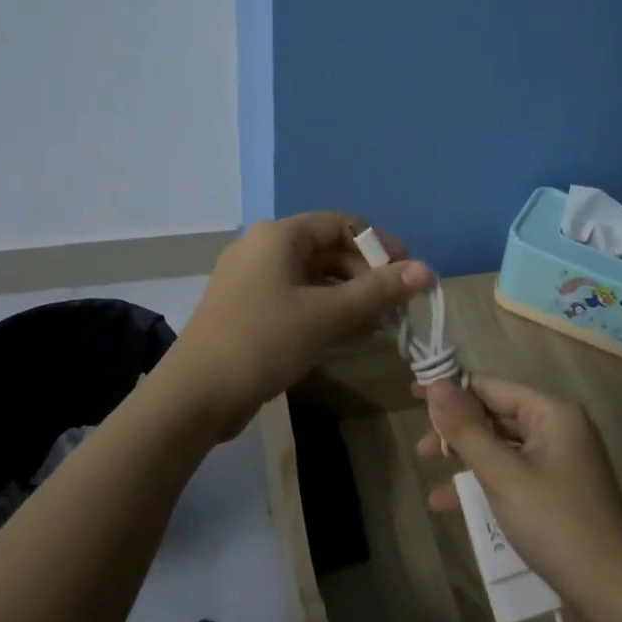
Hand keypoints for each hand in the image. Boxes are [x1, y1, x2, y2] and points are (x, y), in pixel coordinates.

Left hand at [167, 212, 431, 439]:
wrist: (194, 397)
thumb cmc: (263, 342)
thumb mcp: (327, 315)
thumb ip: (378, 291)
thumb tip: (427, 270)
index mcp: (279, 236)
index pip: (342, 224)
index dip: (379, 245)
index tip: (407, 274)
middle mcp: (264, 249)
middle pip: (329, 251)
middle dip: (367, 277)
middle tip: (395, 308)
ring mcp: (253, 282)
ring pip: (315, 280)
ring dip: (351, 299)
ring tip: (381, 326)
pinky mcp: (250, 312)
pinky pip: (299, 301)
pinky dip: (327, 314)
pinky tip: (353, 338)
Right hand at [416, 375, 621, 617]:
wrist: (611, 591)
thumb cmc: (554, 522)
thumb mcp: (502, 474)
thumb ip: (466, 428)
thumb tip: (436, 384)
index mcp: (553, 412)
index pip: (492, 386)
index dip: (452, 389)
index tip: (413, 395)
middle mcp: (560, 428)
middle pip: (497, 415)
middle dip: (457, 430)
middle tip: (422, 449)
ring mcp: (561, 460)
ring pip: (503, 447)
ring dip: (467, 459)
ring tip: (429, 472)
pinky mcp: (559, 491)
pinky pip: (514, 473)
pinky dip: (486, 483)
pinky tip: (452, 504)